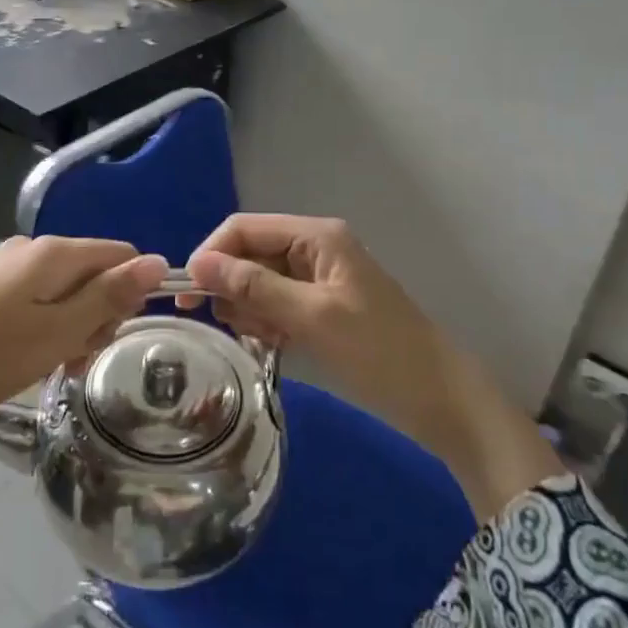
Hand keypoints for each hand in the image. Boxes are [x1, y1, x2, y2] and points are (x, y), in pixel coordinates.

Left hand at [0, 237, 167, 474]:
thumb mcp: (59, 332)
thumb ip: (109, 296)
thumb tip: (157, 261)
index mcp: (55, 253)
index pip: (122, 255)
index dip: (131, 293)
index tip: (112, 335)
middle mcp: (32, 249)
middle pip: (93, 273)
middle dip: (97, 316)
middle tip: (75, 359)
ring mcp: (6, 267)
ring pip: (65, 292)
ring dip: (71, 329)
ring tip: (52, 368)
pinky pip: (36, 301)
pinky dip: (45, 328)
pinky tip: (29, 359)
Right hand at [181, 214, 459, 446]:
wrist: (439, 399)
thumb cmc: (379, 352)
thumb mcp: (312, 317)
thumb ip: (254, 287)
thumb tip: (199, 263)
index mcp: (315, 236)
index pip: (243, 228)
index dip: (212, 255)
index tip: (188, 297)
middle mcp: (313, 248)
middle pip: (249, 254)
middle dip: (234, 288)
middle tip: (241, 328)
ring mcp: (317, 278)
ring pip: (258, 282)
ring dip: (250, 309)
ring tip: (269, 338)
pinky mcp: (319, 306)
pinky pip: (275, 303)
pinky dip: (267, 322)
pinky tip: (277, 344)